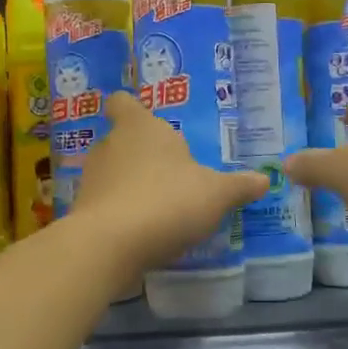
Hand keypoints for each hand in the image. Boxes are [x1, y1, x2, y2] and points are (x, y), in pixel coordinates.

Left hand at [70, 93, 266, 272]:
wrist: (111, 245)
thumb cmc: (167, 201)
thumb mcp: (215, 194)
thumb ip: (239, 186)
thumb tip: (265, 179)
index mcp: (140, 127)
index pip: (124, 103)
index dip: (131, 109)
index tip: (143, 120)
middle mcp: (110, 146)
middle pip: (121, 140)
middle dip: (141, 155)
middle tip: (169, 172)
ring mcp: (92, 179)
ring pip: (112, 173)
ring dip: (131, 185)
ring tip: (158, 205)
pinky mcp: (83, 211)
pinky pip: (106, 204)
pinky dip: (120, 212)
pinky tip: (141, 231)